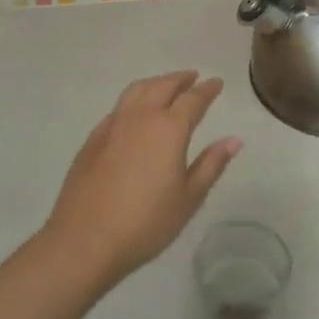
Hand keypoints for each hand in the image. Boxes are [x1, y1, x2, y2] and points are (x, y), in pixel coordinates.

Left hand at [41, 71, 241, 285]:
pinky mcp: (92, 139)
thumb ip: (211, 164)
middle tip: (193, 77)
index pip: (193, 100)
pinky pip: (118, 107)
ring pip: (136, 91)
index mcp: (168, 129)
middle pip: (162, 86)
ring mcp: (112, 126)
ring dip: (155, 83)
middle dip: (180, 79)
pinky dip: (134, 100)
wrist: (84, 241)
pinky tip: (135, 113)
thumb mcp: (188, 198)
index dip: (207, 90)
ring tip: (165, 86)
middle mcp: (140, 118)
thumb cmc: (146, 223)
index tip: (217, 83)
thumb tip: (234, 140)